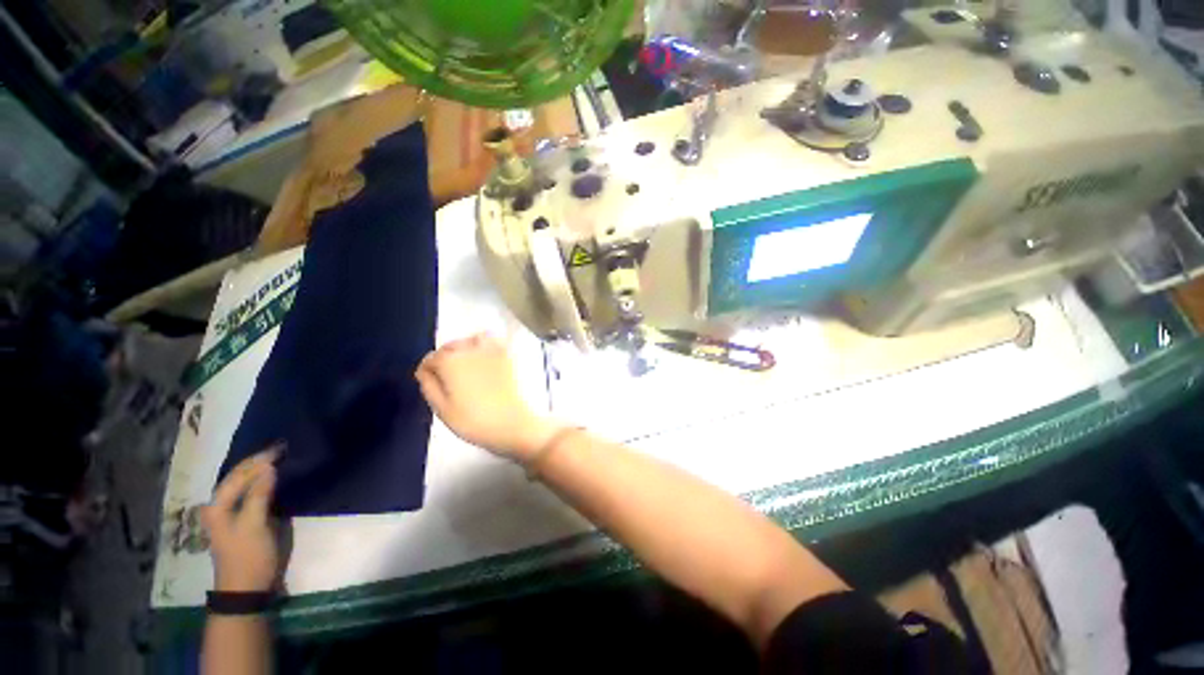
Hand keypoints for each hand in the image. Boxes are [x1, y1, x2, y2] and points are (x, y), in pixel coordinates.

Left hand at [202, 449, 283, 592]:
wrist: (247, 589)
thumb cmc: (248, 556)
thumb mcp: (254, 525)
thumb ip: (259, 495)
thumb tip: (268, 467)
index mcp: (217, 507)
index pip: (237, 476)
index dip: (257, 461)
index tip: (280, 448)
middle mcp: (221, 507)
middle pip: (239, 479)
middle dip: (258, 463)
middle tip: (282, 450)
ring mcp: (233, 515)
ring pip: (246, 486)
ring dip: (262, 473)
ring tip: (281, 459)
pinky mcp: (246, 522)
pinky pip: (254, 495)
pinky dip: (265, 484)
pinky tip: (276, 479)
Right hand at [415, 334, 557, 460]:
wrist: (511, 423)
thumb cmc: (473, 421)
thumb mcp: (441, 409)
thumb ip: (429, 386)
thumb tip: (425, 371)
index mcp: (449, 362)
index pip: (430, 359)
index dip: (427, 372)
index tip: (431, 384)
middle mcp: (469, 349)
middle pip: (449, 347)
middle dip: (445, 359)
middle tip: (448, 379)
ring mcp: (491, 350)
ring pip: (471, 339)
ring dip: (465, 348)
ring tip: (466, 366)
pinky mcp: (507, 355)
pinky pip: (493, 340)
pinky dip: (486, 345)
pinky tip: (485, 360)